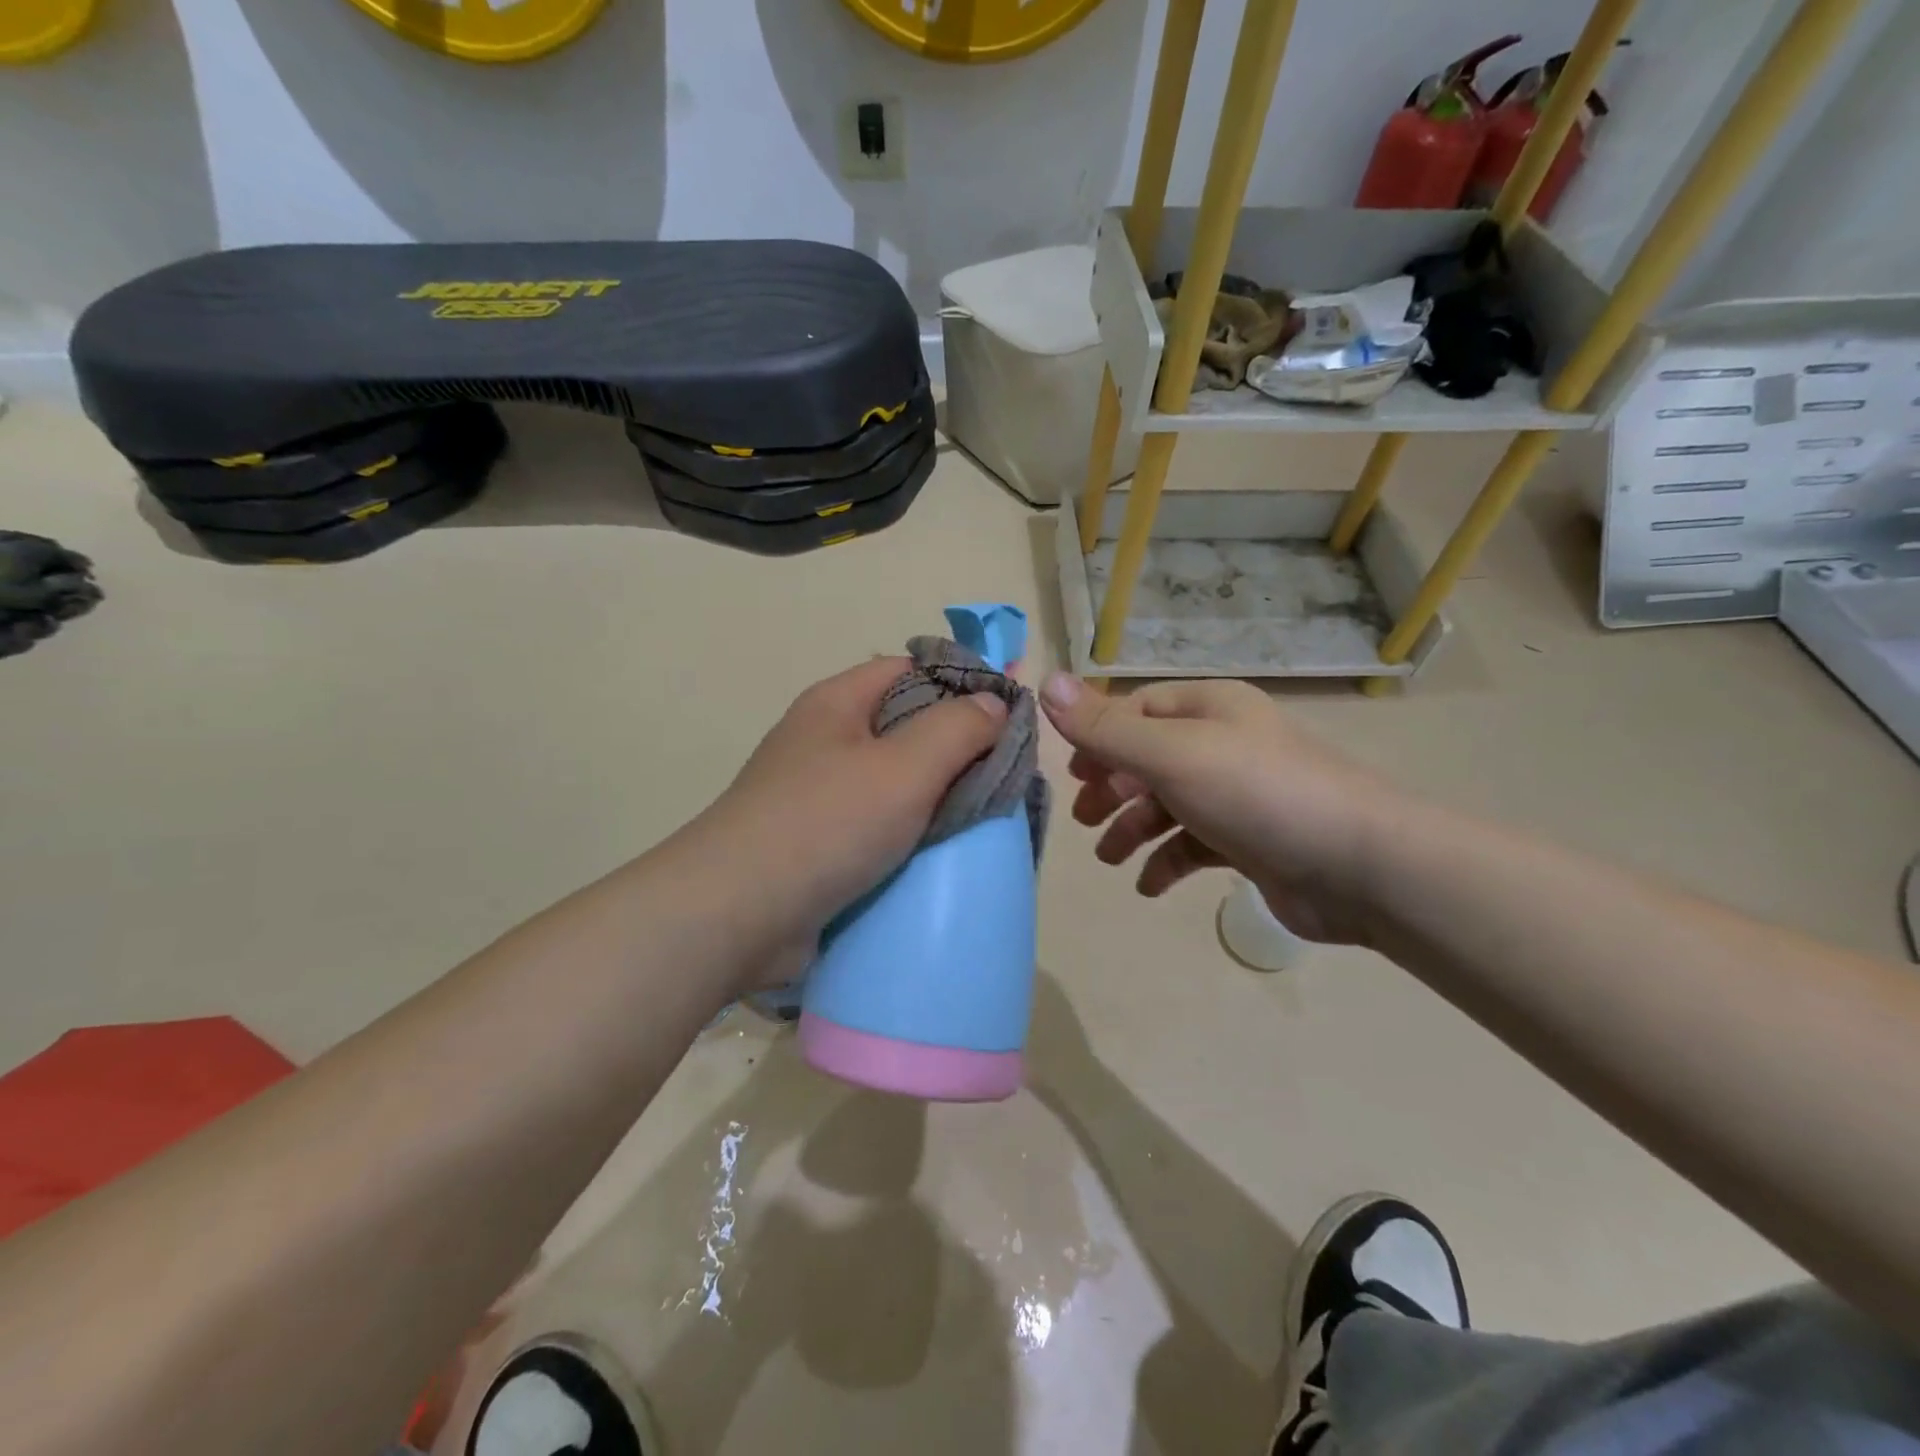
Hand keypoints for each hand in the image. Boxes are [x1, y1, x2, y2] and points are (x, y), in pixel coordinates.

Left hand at [689, 657, 1008, 959]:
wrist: (736, 915)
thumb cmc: (825, 825)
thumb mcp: (904, 767)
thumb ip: (957, 729)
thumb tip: (993, 703)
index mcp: (837, 704)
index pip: (909, 669)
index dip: (960, 683)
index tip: (1007, 716)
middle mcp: (824, 741)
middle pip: (904, 726)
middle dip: (956, 747)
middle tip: (1007, 775)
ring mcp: (817, 795)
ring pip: (894, 782)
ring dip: (936, 797)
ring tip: (986, 816)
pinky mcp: (818, 845)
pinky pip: (877, 826)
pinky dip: (910, 834)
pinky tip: (943, 853)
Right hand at [1039, 673, 1404, 943]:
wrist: (1360, 867)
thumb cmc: (1257, 794)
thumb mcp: (1171, 755)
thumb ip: (1105, 727)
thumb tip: (1045, 681)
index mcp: (1208, 709)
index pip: (1137, 710)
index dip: (1098, 738)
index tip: (1071, 774)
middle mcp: (1223, 743)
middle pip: (1148, 758)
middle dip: (1112, 788)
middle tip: (1083, 820)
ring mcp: (1239, 794)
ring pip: (1168, 805)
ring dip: (1133, 829)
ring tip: (1110, 859)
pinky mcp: (1250, 841)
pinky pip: (1195, 845)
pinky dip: (1168, 862)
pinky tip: (1150, 886)